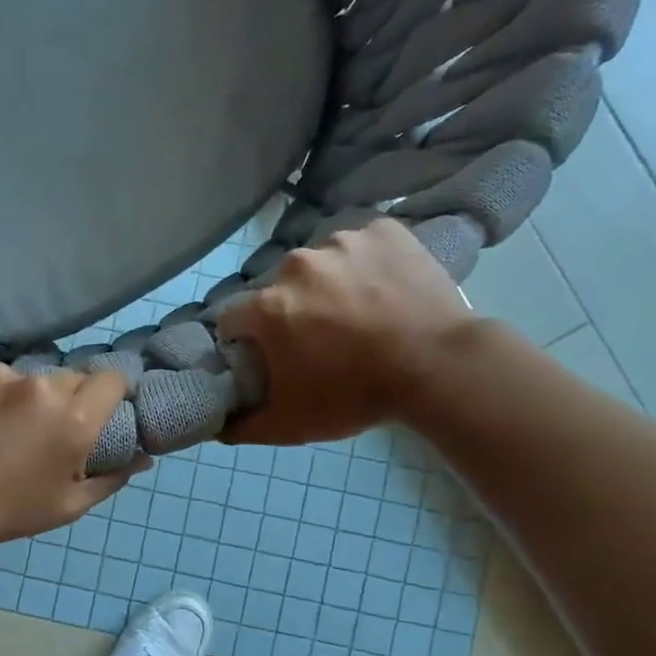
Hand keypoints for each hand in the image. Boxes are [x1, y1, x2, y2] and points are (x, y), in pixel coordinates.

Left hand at [0, 362, 146, 551]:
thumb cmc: (6, 512)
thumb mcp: (67, 506)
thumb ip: (111, 478)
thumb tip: (143, 459)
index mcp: (75, 418)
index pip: (112, 379)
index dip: (109, 394)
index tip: (98, 411)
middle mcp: (41, 386)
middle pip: (68, 378)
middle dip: (64, 399)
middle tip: (42, 430)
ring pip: (23, 377)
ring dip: (20, 396)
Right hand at [217, 219, 476, 445]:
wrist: (439, 367)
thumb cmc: (356, 395)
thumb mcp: (290, 424)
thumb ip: (242, 425)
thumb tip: (216, 424)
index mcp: (267, 307)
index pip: (233, 318)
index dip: (247, 339)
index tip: (269, 354)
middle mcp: (295, 265)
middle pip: (278, 288)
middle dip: (290, 309)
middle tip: (321, 337)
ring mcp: (342, 241)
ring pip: (320, 262)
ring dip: (328, 283)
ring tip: (359, 311)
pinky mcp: (383, 230)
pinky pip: (362, 242)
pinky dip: (366, 261)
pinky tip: (383, 286)